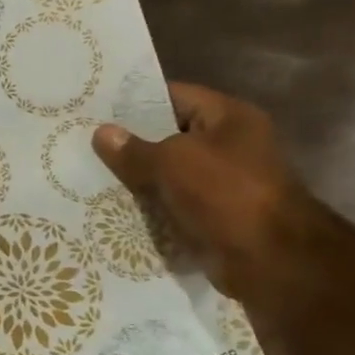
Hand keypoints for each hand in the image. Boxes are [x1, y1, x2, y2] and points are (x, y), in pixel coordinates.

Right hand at [90, 83, 314, 308]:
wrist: (269, 258)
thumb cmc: (226, 193)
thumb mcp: (172, 162)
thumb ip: (134, 149)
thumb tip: (101, 133)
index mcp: (229, 117)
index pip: (175, 97)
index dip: (136, 102)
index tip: (96, 108)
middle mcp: (228, 145)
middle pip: (168, 137)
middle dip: (130, 143)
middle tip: (85, 143)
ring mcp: (221, 183)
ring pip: (167, 174)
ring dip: (136, 179)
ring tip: (89, 175)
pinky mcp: (211, 216)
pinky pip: (171, 205)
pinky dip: (147, 208)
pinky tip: (110, 207)